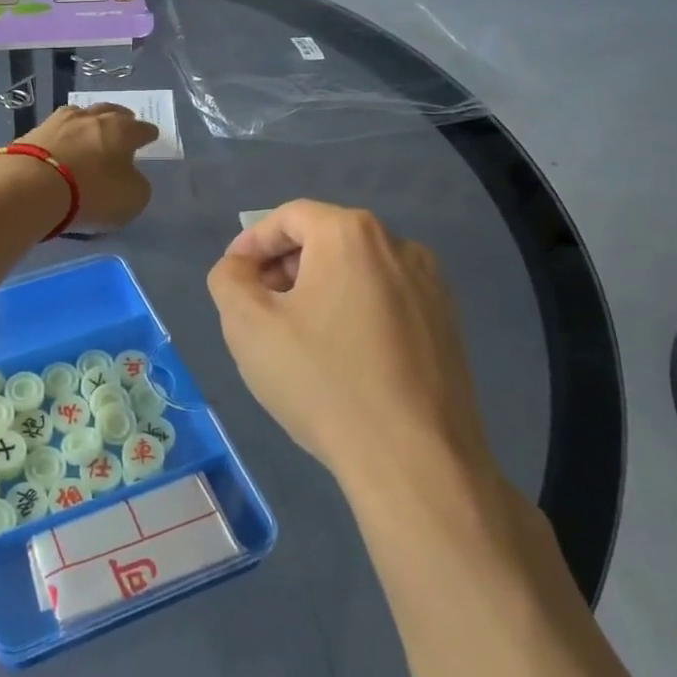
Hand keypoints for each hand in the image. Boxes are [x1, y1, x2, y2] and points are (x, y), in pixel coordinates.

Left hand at [19, 103, 157, 232]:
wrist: (31, 187)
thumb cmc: (92, 192)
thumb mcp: (131, 198)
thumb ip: (136, 185)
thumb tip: (129, 178)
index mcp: (122, 130)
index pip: (141, 129)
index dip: (147, 134)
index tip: (150, 136)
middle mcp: (91, 118)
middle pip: (109, 112)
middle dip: (120, 117)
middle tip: (124, 122)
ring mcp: (58, 122)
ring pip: (79, 115)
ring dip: (88, 122)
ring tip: (90, 130)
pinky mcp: (31, 134)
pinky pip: (54, 132)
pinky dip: (62, 137)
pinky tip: (61, 143)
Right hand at [206, 200, 495, 493]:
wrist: (413, 459)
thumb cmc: (321, 381)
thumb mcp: (247, 325)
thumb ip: (228, 279)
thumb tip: (239, 268)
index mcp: (351, 235)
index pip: (288, 217)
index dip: (252, 242)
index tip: (232, 277)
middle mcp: (400, 246)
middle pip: (325, 239)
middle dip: (284, 266)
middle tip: (259, 307)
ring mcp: (431, 287)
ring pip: (357, 271)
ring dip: (318, 289)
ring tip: (296, 335)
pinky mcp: (447, 326)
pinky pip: (386, 300)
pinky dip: (353, 312)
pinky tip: (341, 357)